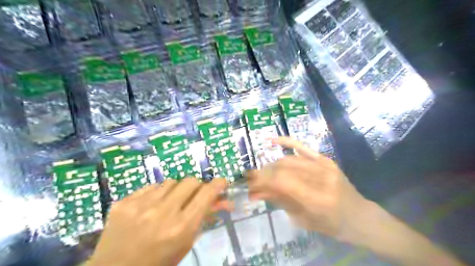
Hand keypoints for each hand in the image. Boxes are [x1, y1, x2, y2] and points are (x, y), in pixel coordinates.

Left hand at [91, 178, 229, 265]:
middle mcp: (162, 212)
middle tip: (193, 195)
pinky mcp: (123, 202)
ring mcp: (140, 205)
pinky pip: (151, 187)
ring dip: (175, 190)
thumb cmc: (158, 262)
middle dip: (196, 186)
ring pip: (171, 181)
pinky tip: (150, 207)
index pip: (206, 194)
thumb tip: (225, 202)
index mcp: (181, 227)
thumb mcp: (186, 243)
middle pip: (190, 181)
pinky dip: (156, 194)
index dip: (218, 184)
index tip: (222, 182)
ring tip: (169, 203)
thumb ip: (205, 218)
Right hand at [247, 138, 372, 238]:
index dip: (263, 181)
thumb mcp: (303, 219)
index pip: (282, 182)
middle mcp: (321, 178)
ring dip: (271, 166)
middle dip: (264, 174)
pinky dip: (286, 142)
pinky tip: (272, 141)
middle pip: (283, 168)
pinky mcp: (325, 159)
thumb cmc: (331, 225)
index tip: (250, 184)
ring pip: (288, 159)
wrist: (359, 215)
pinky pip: (302, 147)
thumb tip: (257, 191)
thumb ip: (280, 201)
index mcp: (317, 199)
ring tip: (263, 173)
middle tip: (252, 180)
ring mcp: (324, 165)